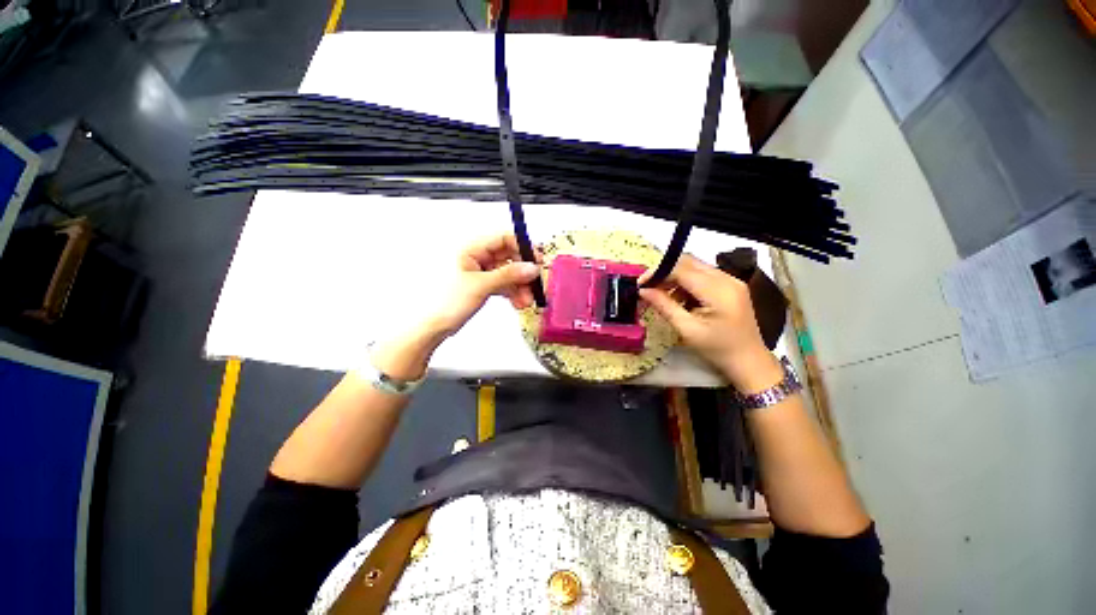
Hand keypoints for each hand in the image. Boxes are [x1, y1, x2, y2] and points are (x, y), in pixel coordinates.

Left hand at [427, 233, 541, 336]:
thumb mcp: (481, 286)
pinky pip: (504, 284)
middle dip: (523, 272)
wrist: (434, 326)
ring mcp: (481, 271)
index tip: (535, 260)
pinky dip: (513, 292)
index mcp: (471, 249)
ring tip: (526, 300)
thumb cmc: (445, 303)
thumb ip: (508, 275)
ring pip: (509, 273)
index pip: (503, 239)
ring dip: (520, 286)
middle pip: (509, 257)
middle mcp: (476, 257)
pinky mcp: (483, 284)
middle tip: (533, 283)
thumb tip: (530, 267)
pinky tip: (518, 302)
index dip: (522, 247)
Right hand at [639, 255, 781, 391]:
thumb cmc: (717, 349)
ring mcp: (731, 280)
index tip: (640, 284)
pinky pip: (703, 275)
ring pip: (695, 267)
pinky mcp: (731, 285)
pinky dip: (687, 282)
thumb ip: (664, 306)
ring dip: (675, 277)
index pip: (682, 269)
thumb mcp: (687, 329)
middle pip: (689, 262)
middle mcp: (727, 279)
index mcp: (718, 291)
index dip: (658, 272)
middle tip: (649, 288)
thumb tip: (643, 290)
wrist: (748, 361)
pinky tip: (680, 298)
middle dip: (665, 272)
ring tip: (663, 295)